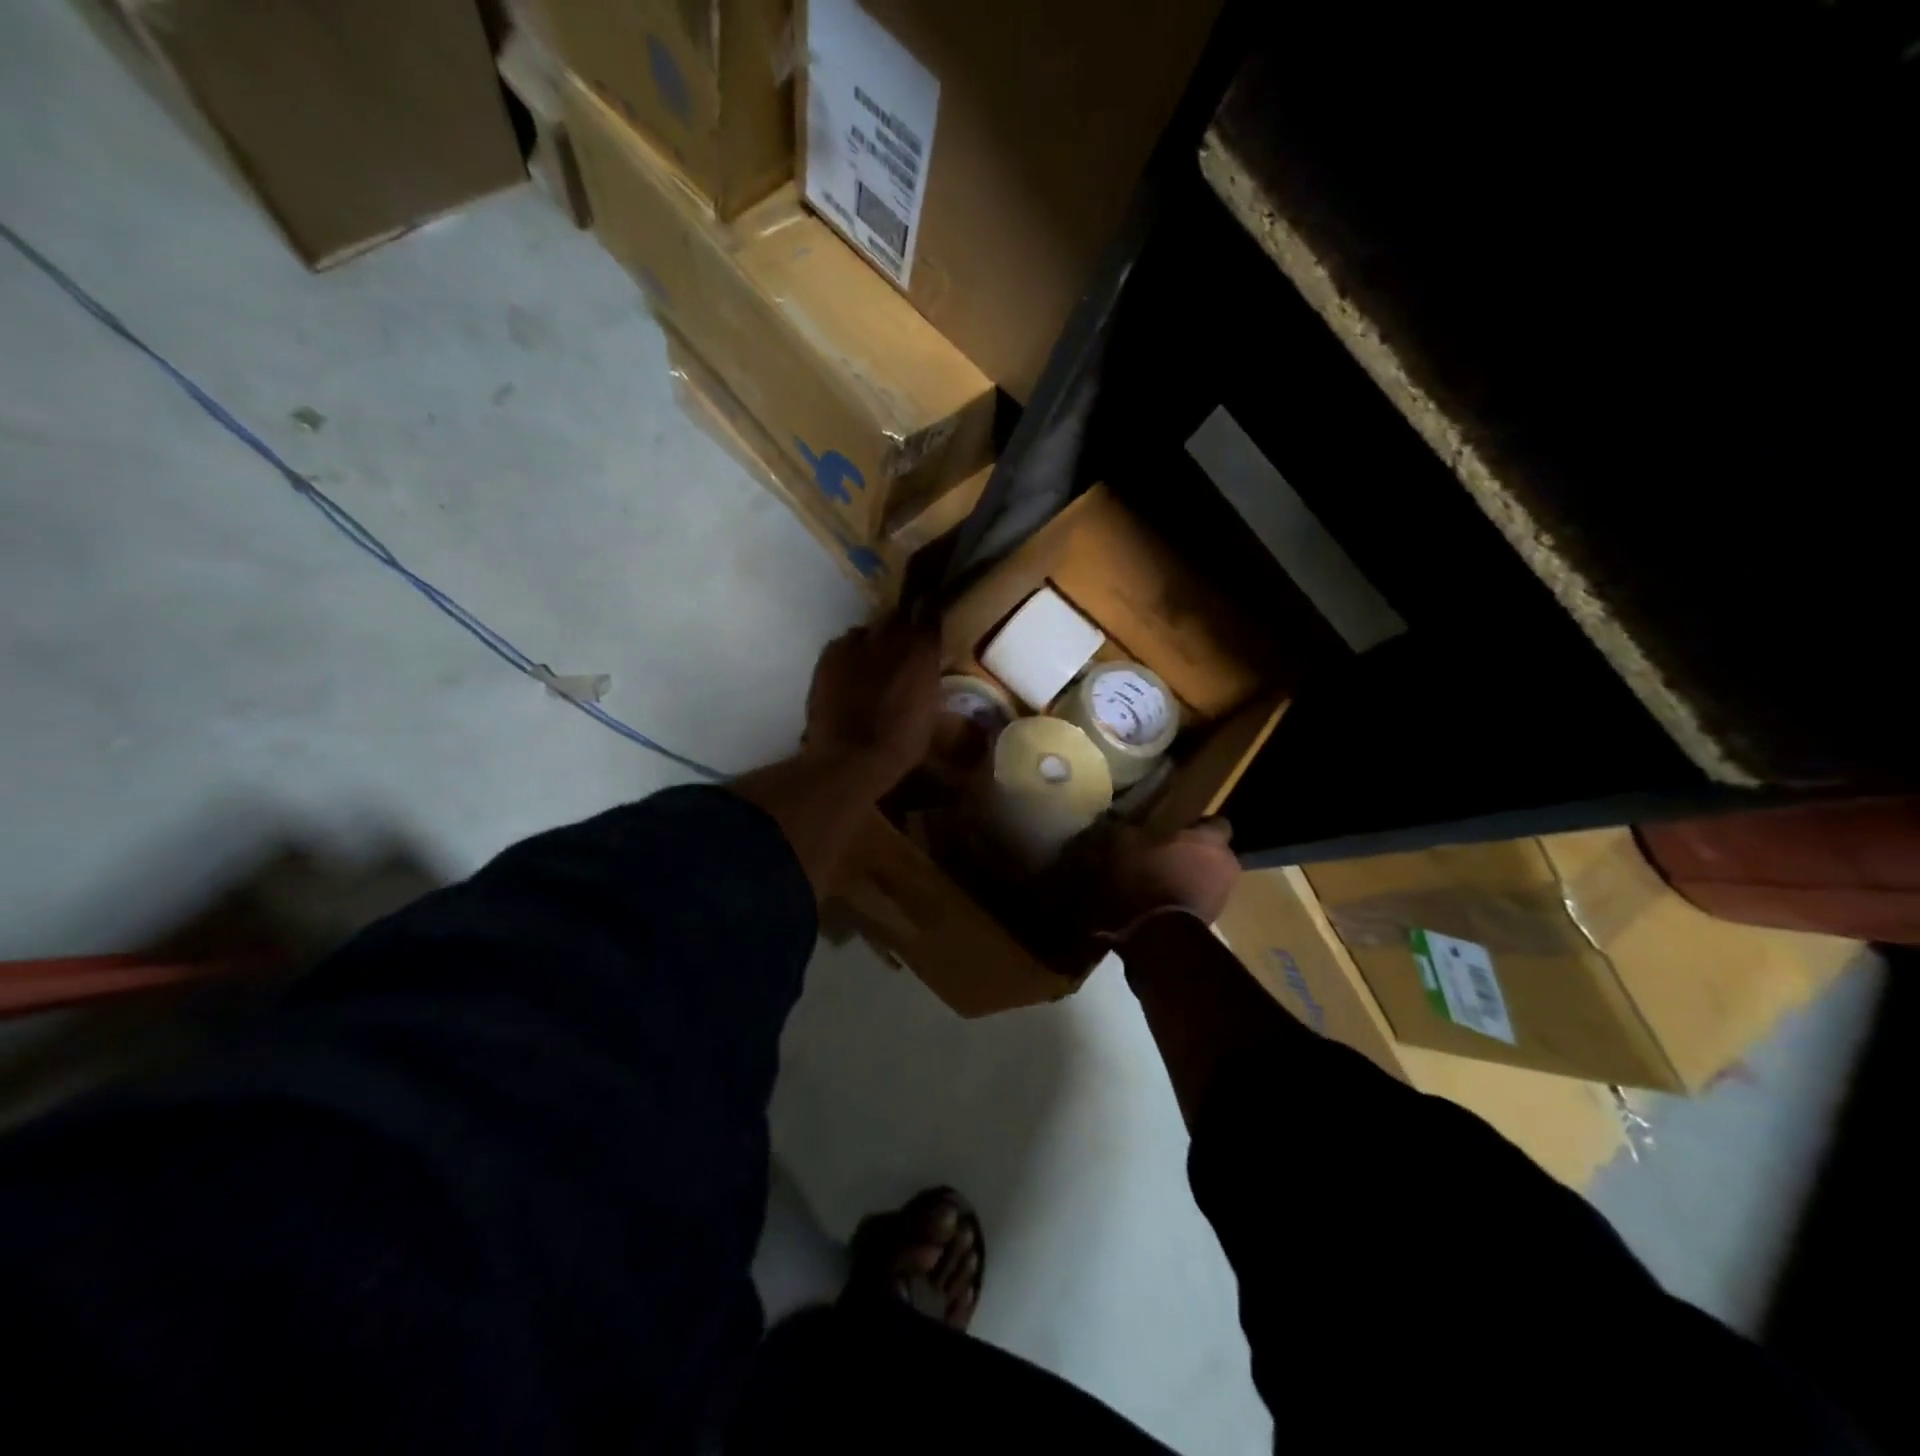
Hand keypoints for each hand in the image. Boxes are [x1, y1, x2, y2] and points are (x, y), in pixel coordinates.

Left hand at [803, 620, 941, 790]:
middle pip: (897, 618)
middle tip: (899, 651)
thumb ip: (927, 681)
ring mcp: (856, 642)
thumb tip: (923, 672)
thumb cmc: (902, 743)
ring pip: (868, 631)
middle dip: (900, 630)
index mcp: (922, 650)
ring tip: (870, 665)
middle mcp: (890, 636)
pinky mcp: (829, 654)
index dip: (927, 623)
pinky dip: (848, 655)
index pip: (929, 616)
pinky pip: (843, 644)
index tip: (927, 633)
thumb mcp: (930, 711)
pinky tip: (847, 675)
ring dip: (872, 643)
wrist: (852, 757)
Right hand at [1091, 818, 1240, 935]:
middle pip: (1213, 852)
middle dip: (1193, 853)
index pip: (1217, 822)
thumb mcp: (1125, 844)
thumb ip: (1126, 829)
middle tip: (1165, 854)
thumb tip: (1119, 823)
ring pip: (1208, 878)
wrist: (1161, 931)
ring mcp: (1224, 894)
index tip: (1177, 828)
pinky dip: (1185, 899)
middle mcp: (1226, 863)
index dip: (1198, 825)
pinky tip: (1162, 902)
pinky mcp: (1215, 919)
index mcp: (1211, 838)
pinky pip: (1200, 900)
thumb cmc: (1149, 876)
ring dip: (1189, 878)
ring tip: (1161, 881)